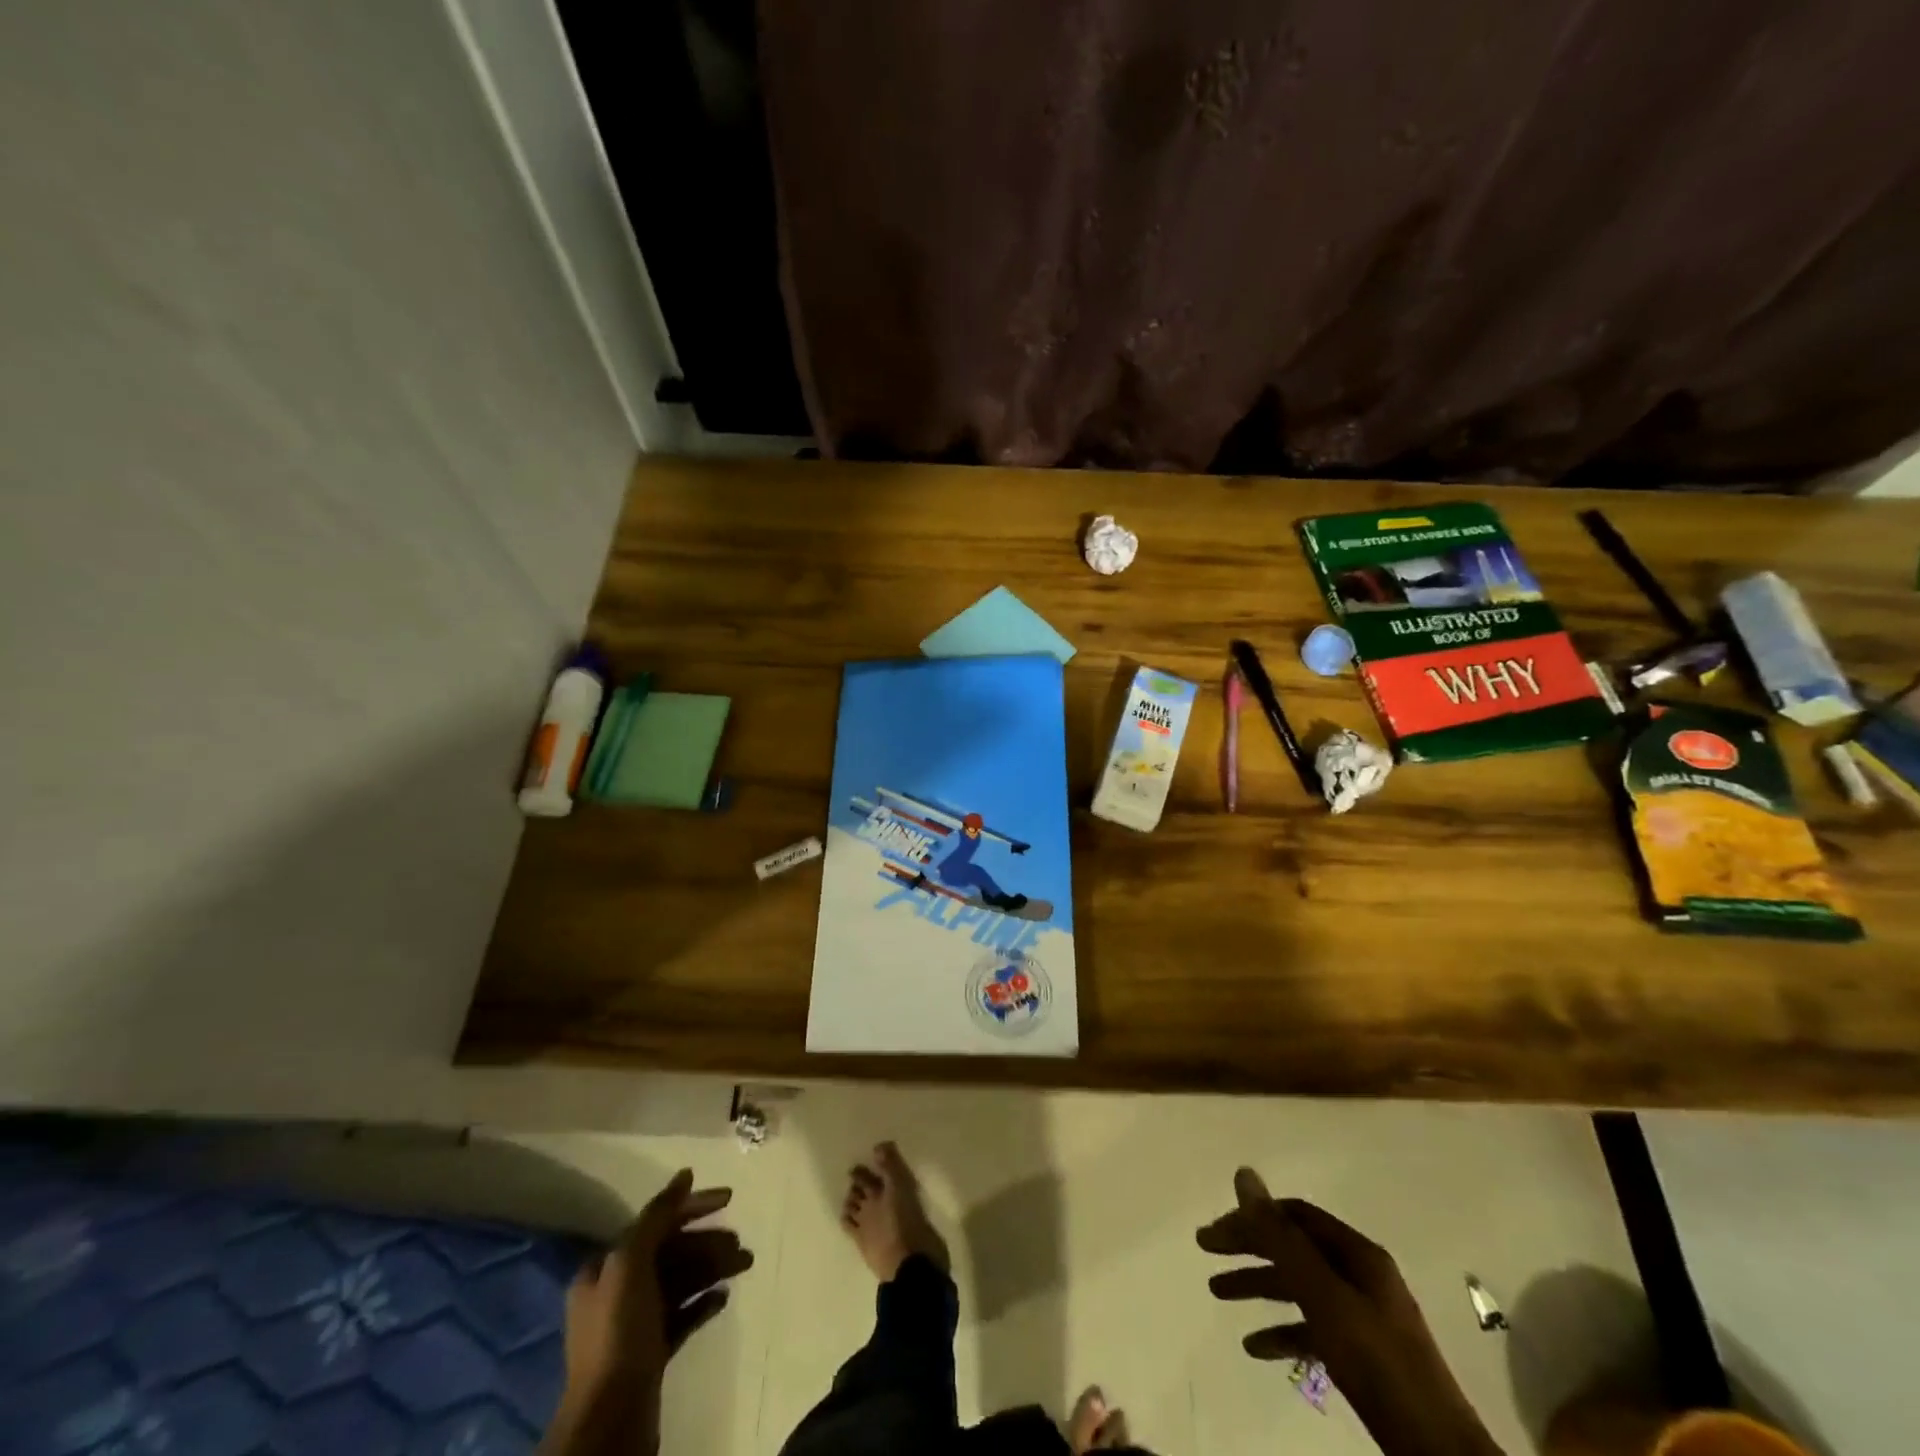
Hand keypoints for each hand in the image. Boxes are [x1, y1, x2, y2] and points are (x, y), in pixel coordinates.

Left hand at [548, 1170, 751, 1454]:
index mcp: (606, 1268)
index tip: (729, 1198)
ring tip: (745, 1264)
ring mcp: (635, 1325)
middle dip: (708, 1242)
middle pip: (671, 1252)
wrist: (611, 1421)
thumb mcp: (631, 1263)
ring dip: (713, 1268)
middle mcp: (617, 1291)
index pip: (656, 1222)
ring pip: (681, 1282)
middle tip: (740, 1245)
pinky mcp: (652, 1354)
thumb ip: (656, 1216)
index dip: (692, 1206)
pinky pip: (683, 1316)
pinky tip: (724, 1298)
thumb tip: (685, 1175)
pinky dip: (704, 1302)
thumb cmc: (619, 1332)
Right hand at [1198, 1170, 1500, 1455]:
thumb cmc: (1378, 1365)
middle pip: (1294, 1248)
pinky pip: (1313, 1329)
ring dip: (1258, 1285)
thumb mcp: (1323, 1296)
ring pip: (1300, 1287)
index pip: (1293, 1216)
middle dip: (1249, 1248)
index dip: (1251, 1218)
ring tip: (1217, 1293)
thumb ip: (1281, 1237)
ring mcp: (1365, 1317)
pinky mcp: (1364, 1357)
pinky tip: (1255, 1346)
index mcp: (1357, 1254)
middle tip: (1205, 1252)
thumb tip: (1243, 1175)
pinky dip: (1282, 1330)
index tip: (1214, 1233)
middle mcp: (1361, 1276)